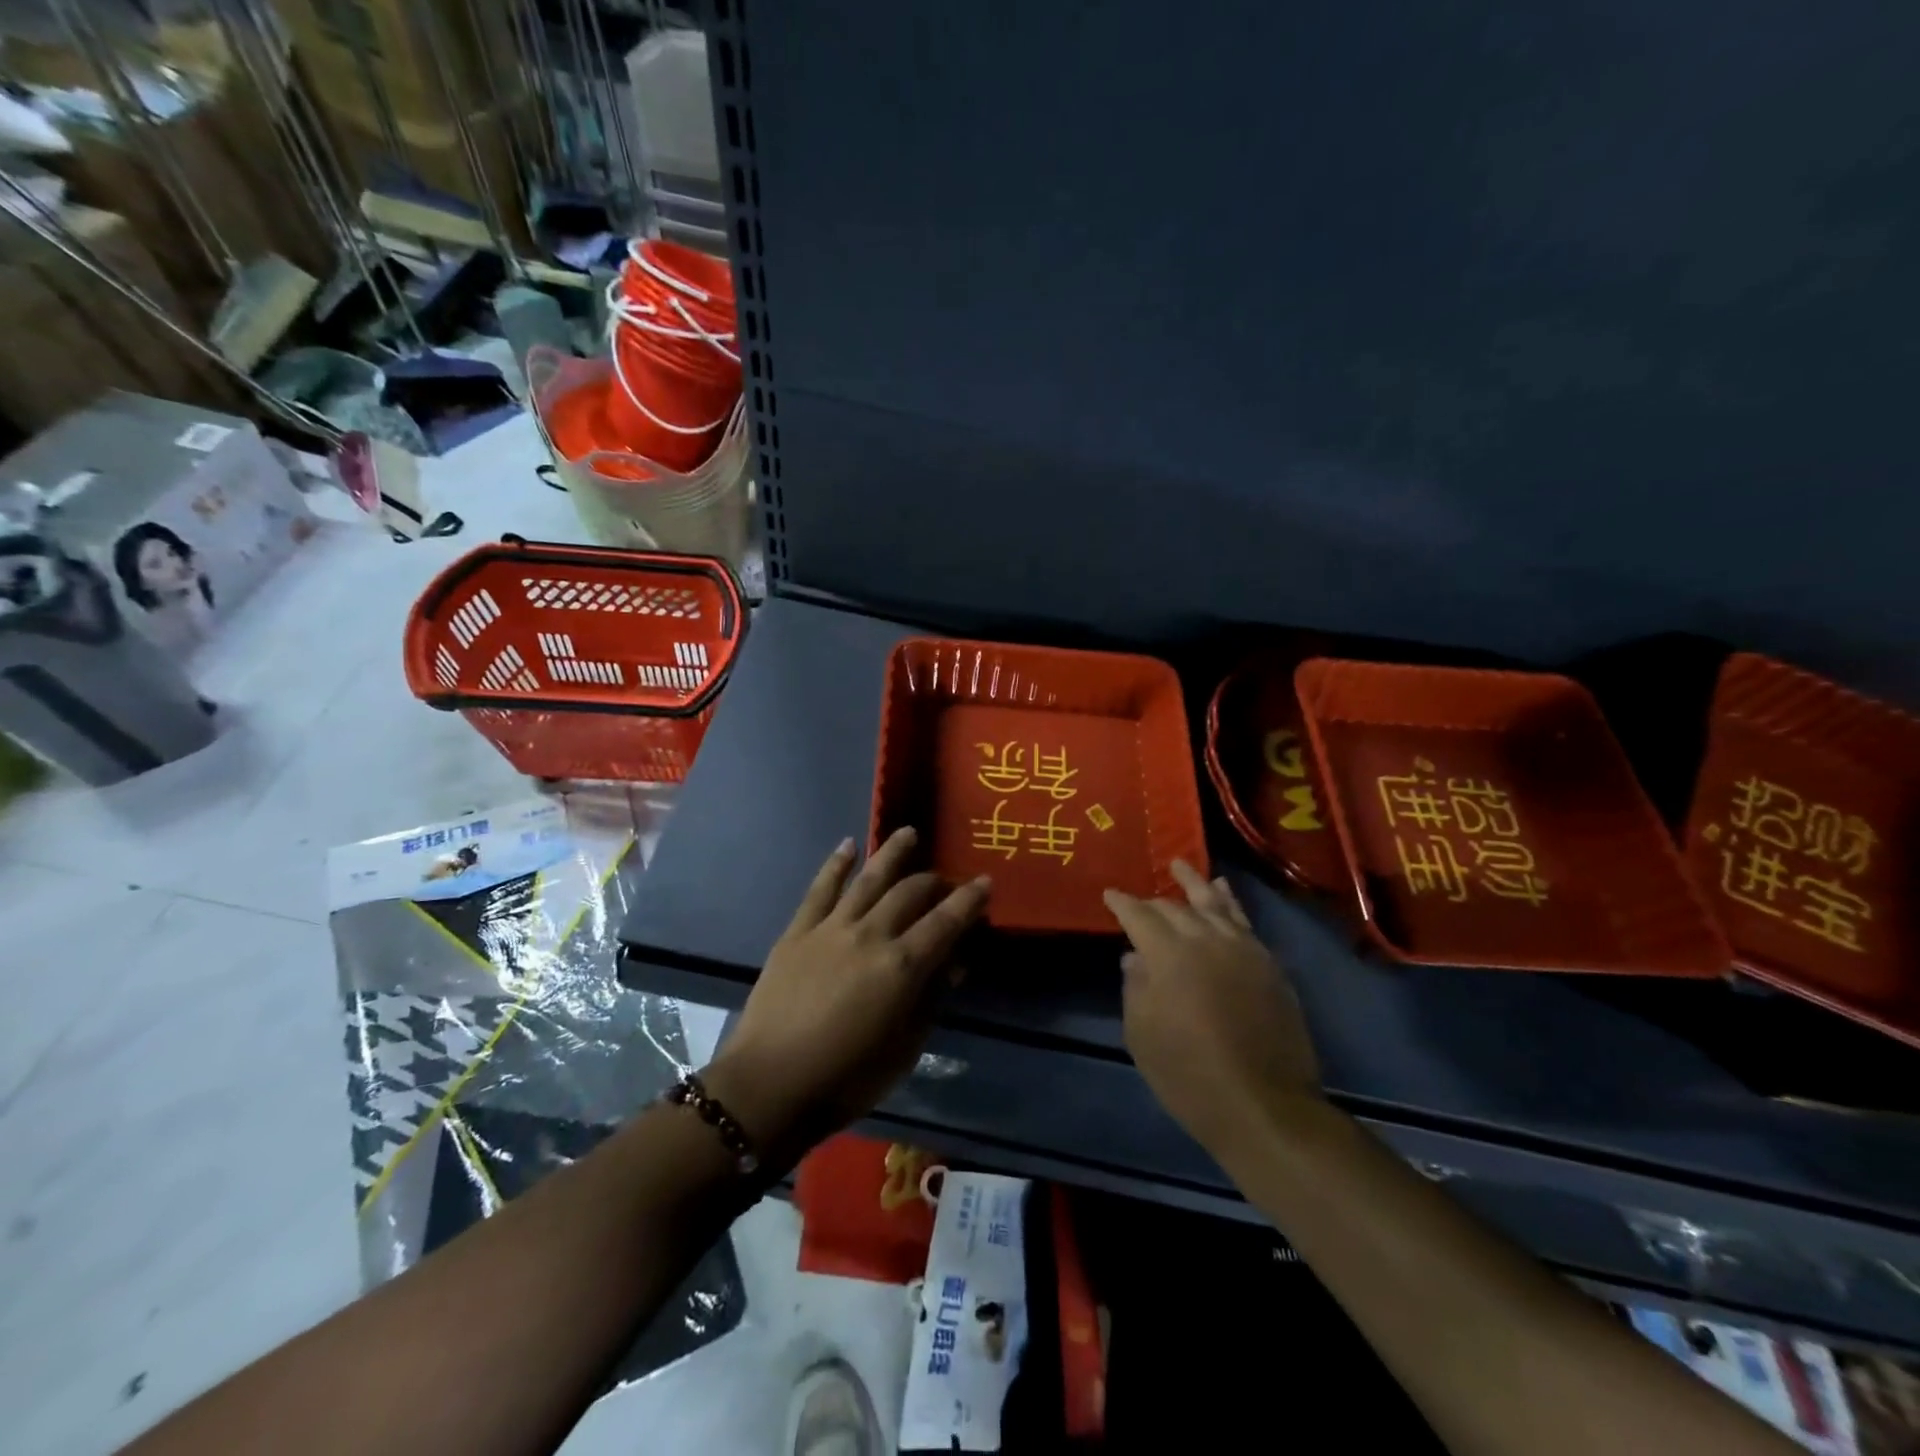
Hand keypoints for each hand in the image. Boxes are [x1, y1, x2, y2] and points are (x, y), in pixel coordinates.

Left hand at [704, 828, 988, 1165]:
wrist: (770, 1085)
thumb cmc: (847, 1078)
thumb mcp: (904, 1048)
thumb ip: (931, 999)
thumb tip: (953, 963)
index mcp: (903, 966)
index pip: (946, 922)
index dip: (970, 900)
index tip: (985, 882)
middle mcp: (871, 935)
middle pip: (910, 894)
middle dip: (934, 881)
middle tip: (945, 880)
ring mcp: (831, 928)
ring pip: (868, 879)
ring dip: (892, 853)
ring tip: (908, 833)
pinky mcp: (798, 931)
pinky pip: (820, 889)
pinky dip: (835, 864)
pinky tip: (848, 845)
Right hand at [1104, 862, 1321, 1157]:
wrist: (1264, 1105)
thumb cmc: (1189, 1074)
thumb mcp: (1142, 1034)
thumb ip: (1135, 987)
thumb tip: (1135, 958)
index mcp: (1168, 954)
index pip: (1139, 915)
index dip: (1122, 903)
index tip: (1109, 894)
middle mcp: (1205, 939)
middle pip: (1175, 907)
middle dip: (1154, 902)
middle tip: (1140, 901)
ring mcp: (1242, 948)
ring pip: (1214, 904)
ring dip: (1195, 884)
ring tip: (1181, 865)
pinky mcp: (1269, 964)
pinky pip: (1244, 921)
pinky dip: (1230, 902)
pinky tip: (1223, 892)